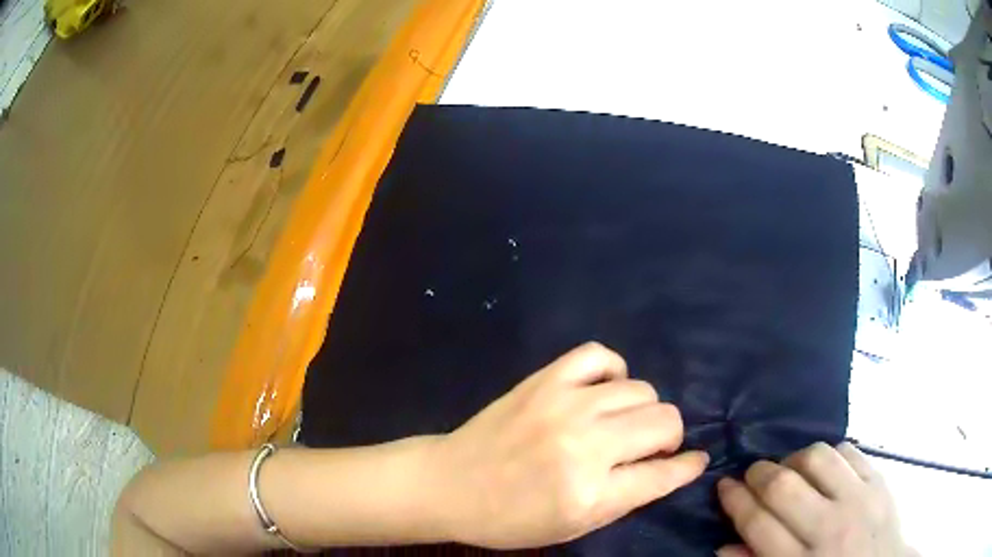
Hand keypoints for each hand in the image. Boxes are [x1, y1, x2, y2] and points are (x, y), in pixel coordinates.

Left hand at [429, 342, 708, 549]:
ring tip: (623, 424)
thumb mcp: (575, 527)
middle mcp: (585, 445)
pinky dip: (613, 372)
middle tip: (649, 449)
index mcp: (591, 493)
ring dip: (644, 410)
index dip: (687, 467)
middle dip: (669, 438)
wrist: (451, 485)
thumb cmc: (511, 518)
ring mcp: (565, 405)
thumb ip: (630, 497)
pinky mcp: (544, 380)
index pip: (663, 474)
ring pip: (641, 390)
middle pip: (664, 422)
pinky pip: (599, 355)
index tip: (695, 461)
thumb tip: (679, 468)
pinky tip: (604, 391)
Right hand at [717, 442, 913, 556]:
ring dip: (794, 459)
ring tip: (789, 469)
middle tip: (750, 474)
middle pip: (784, 488)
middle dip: (758, 474)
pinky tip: (822, 468)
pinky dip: (829, 454)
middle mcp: (829, 528)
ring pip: (817, 459)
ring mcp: (858, 499)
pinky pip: (849, 451)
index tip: (723, 485)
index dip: (735, 501)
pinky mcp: (879, 481)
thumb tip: (723, 546)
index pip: (758, 524)